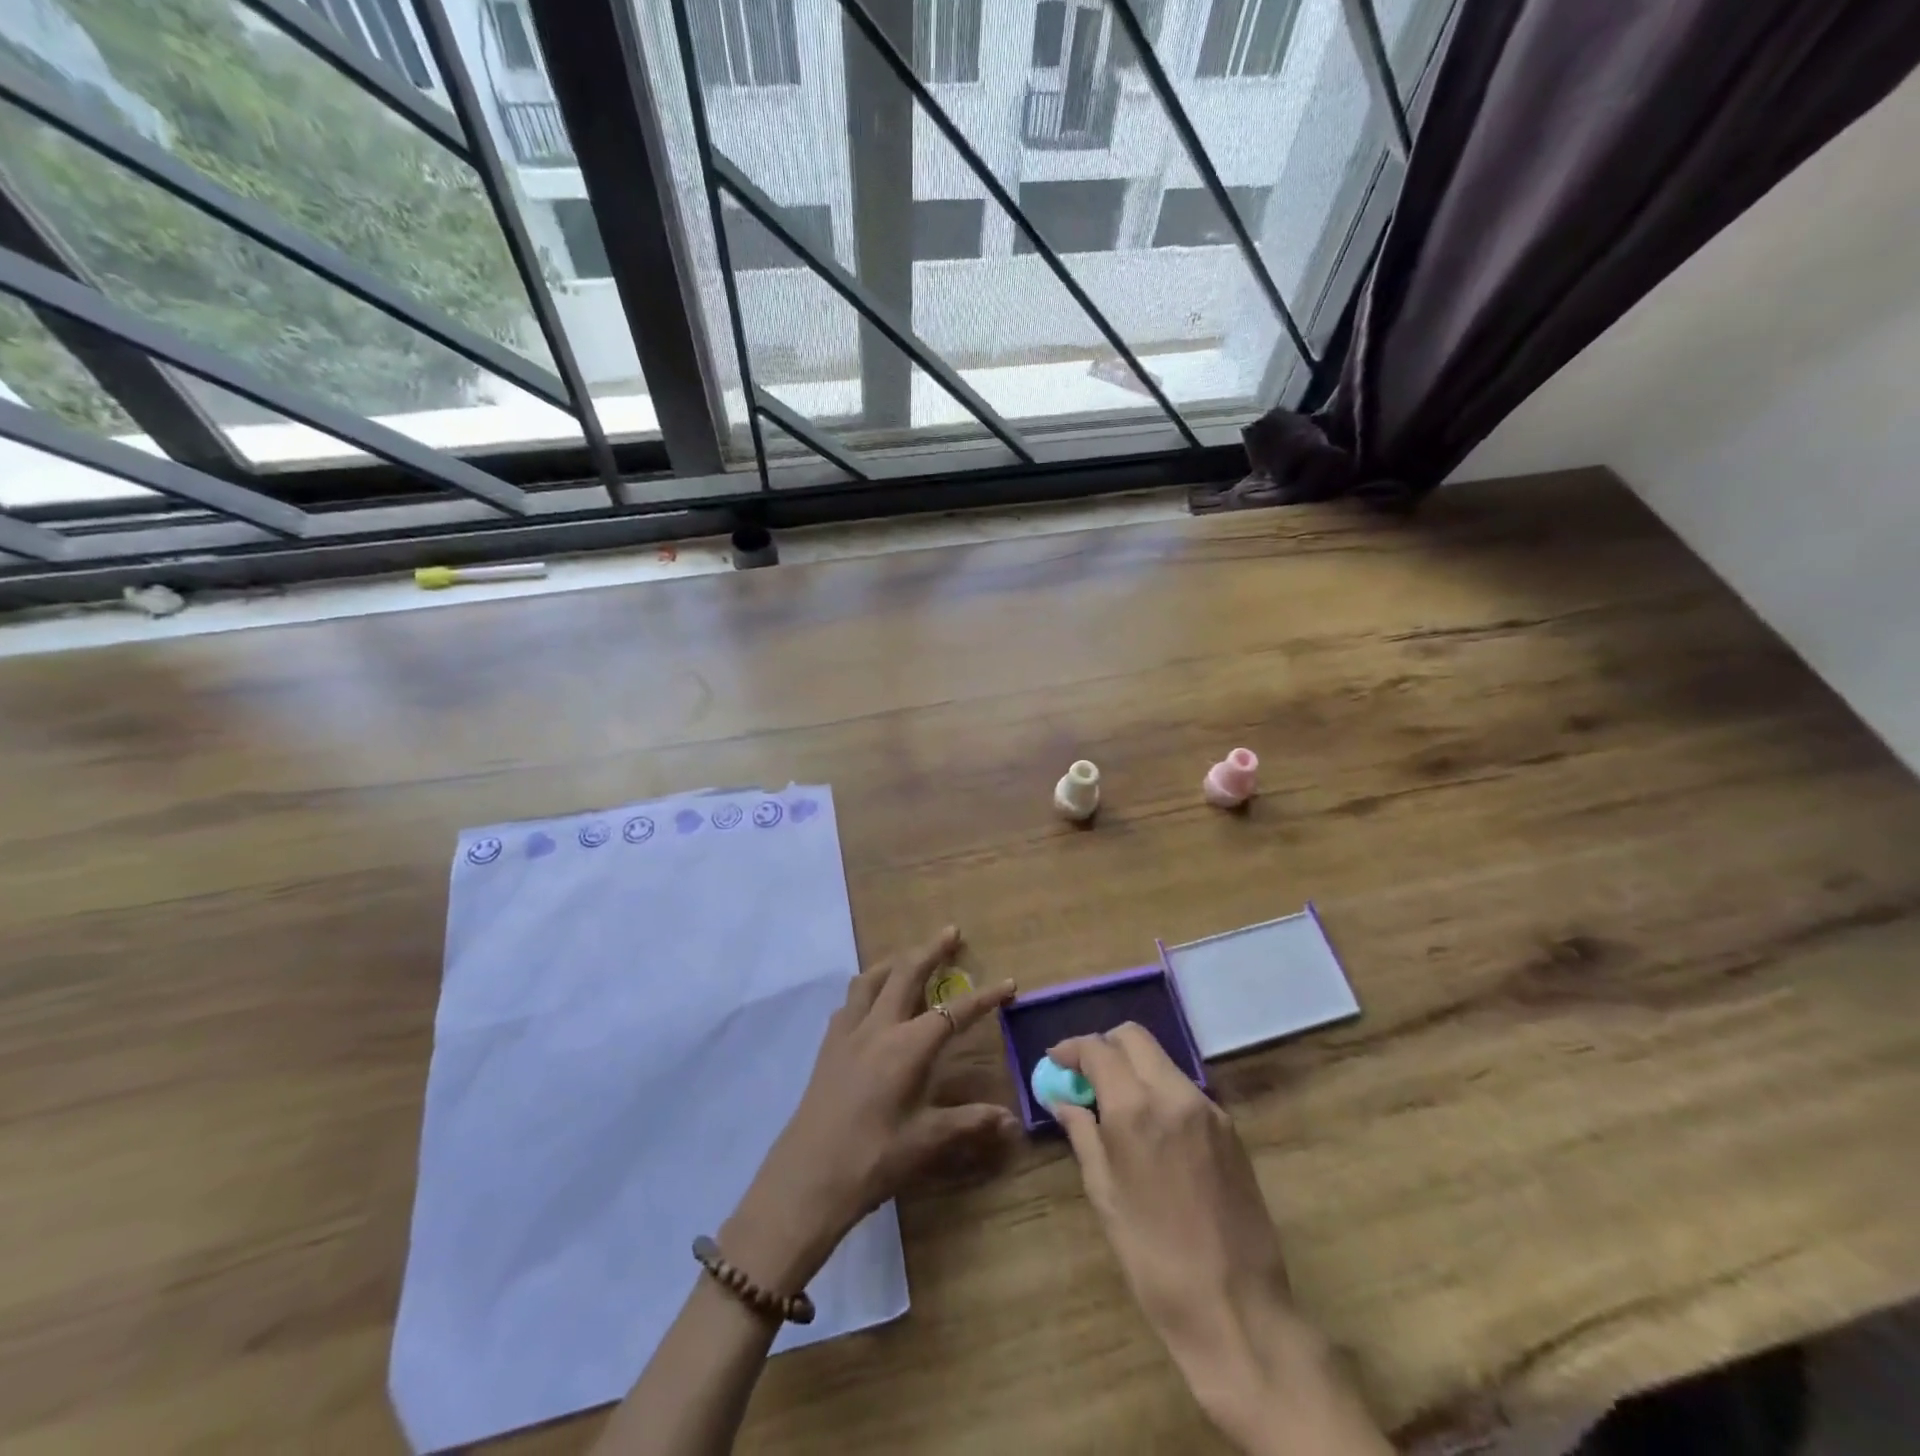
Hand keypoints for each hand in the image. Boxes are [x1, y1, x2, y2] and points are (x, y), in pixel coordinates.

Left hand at [723, 927, 1016, 1291]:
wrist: (808, 1177)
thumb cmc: (873, 1158)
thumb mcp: (927, 1141)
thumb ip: (970, 1122)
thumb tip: (1010, 1120)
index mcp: (908, 1046)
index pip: (954, 1011)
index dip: (985, 997)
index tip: (1009, 983)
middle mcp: (878, 1027)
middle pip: (907, 973)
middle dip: (932, 950)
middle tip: (951, 932)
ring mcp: (848, 1032)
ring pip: (871, 979)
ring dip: (894, 962)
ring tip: (909, 958)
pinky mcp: (828, 1045)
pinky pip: (850, 1001)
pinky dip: (867, 988)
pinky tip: (871, 1001)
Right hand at [1049, 1026, 1389, 1455]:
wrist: (1237, 1308)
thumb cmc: (1154, 1258)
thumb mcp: (1105, 1195)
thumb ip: (1083, 1135)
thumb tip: (1064, 1101)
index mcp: (1136, 1108)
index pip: (1098, 1049)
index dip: (1072, 1049)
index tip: (1056, 1062)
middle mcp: (1174, 1093)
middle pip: (1134, 1037)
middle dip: (1104, 1046)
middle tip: (1085, 1076)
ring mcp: (1208, 1108)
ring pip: (1162, 1060)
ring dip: (1133, 1067)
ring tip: (1115, 1104)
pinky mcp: (1230, 1128)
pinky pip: (1184, 1089)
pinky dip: (1159, 1090)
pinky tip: (1151, 1128)